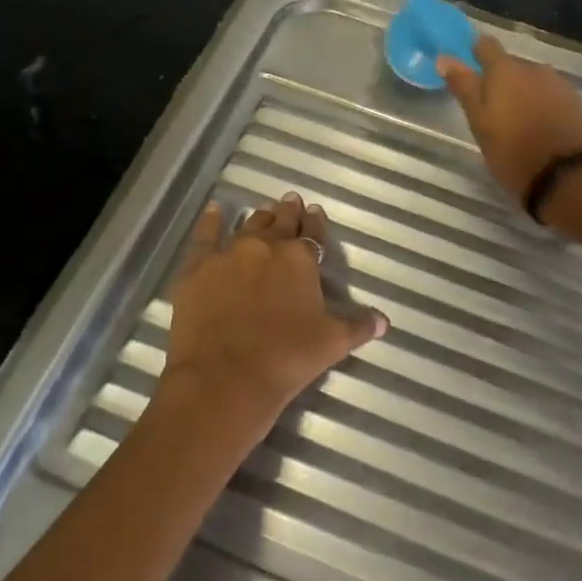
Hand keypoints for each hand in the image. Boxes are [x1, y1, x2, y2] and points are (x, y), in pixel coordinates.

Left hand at [157, 194, 387, 430]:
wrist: (223, 379)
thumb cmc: (285, 359)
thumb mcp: (332, 344)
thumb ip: (358, 326)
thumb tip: (383, 320)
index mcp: (300, 259)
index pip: (312, 233)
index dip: (315, 223)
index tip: (314, 212)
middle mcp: (266, 246)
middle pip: (280, 222)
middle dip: (288, 212)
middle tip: (291, 202)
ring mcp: (229, 253)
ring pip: (248, 226)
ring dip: (259, 218)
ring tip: (264, 211)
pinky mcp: (198, 267)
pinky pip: (205, 235)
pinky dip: (211, 221)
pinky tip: (214, 210)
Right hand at [438, 36, 581, 213]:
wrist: (571, 178)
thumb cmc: (514, 152)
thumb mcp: (480, 124)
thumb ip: (464, 88)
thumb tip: (444, 57)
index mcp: (505, 71)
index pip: (486, 46)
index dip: (475, 52)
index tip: (468, 66)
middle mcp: (534, 69)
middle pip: (511, 66)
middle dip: (501, 81)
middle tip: (491, 110)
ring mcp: (560, 86)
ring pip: (533, 82)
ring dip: (524, 95)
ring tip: (517, 123)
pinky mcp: (578, 104)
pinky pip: (553, 97)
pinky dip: (543, 107)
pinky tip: (540, 130)